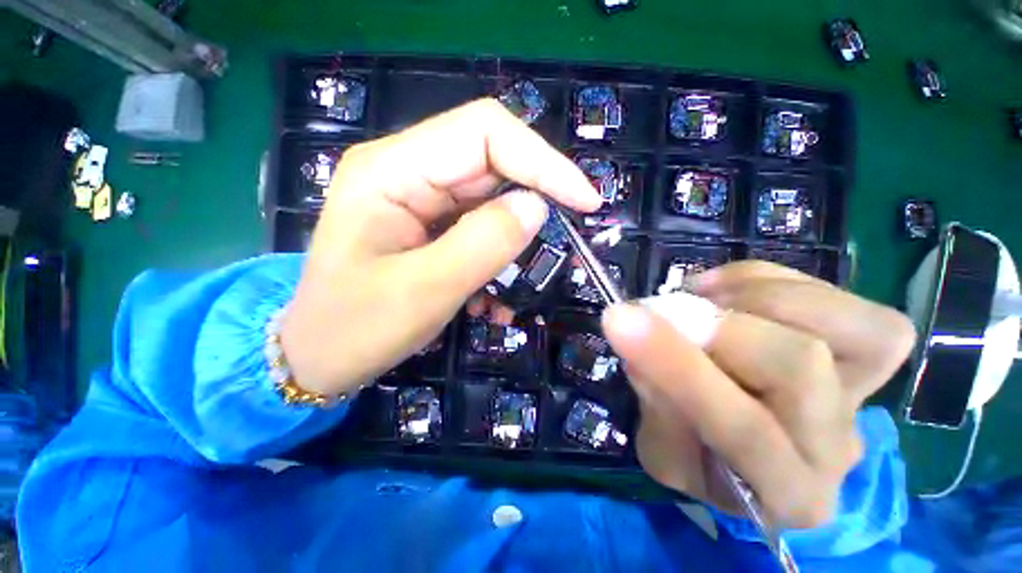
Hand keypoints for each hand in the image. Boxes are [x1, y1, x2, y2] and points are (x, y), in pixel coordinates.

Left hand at [281, 99, 601, 395]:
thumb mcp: (424, 291)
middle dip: (536, 197)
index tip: (585, 200)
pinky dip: (499, 256)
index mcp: (391, 170)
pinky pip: (479, 227)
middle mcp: (406, 171)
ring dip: (515, 238)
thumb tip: (537, 207)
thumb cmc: (355, 329)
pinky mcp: (429, 225)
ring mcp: (418, 199)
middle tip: (567, 237)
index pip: (484, 133)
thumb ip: (484, 244)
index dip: (543, 160)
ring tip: (520, 281)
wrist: (320, 356)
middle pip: (491, 162)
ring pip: (490, 198)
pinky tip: (494, 293)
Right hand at [601, 262, 915, 528]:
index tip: (619, 318)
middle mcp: (841, 446)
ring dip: (746, 296)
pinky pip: (838, 296)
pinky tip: (730, 294)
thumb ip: (654, 402)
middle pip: (797, 364)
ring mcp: (867, 392)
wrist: (757, 453)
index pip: (741, 429)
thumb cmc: (705, 458)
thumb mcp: (664, 451)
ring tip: (700, 300)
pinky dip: (769, 281)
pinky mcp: (874, 348)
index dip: (676, 365)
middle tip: (664, 310)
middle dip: (715, 326)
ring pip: (837, 321)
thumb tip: (644, 333)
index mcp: (786, 492)